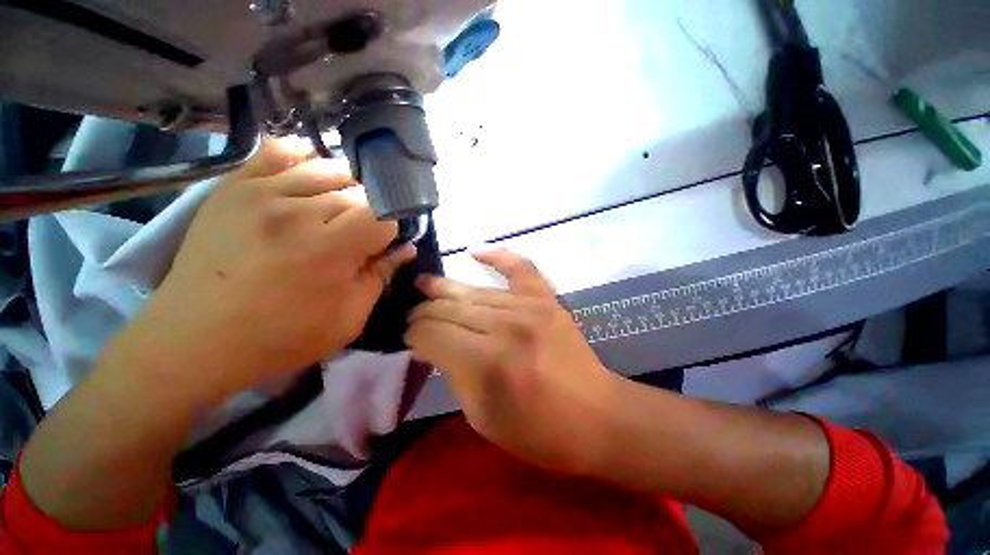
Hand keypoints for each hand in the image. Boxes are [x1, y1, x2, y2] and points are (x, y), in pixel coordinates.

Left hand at [123, 138, 414, 398]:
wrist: (194, 339)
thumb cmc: (280, 337)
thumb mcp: (348, 319)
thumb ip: (380, 277)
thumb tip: (404, 249)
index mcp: (330, 249)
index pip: (383, 217)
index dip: (389, 231)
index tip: (380, 245)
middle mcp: (299, 212)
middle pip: (358, 192)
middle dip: (367, 213)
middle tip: (356, 235)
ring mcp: (261, 193)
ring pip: (328, 168)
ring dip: (343, 188)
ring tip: (333, 210)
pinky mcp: (234, 186)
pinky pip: (278, 150)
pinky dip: (302, 157)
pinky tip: (305, 177)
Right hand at [405, 249, 616, 473]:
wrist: (597, 416)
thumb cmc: (538, 430)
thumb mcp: (481, 417)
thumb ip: (454, 375)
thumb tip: (436, 345)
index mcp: (486, 362)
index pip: (433, 334)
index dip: (414, 334)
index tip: (408, 337)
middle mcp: (505, 326)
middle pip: (450, 309)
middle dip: (424, 311)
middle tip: (413, 314)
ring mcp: (529, 307)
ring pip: (474, 292)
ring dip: (445, 289)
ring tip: (425, 285)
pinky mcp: (547, 299)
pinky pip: (520, 268)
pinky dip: (498, 256)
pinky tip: (476, 251)